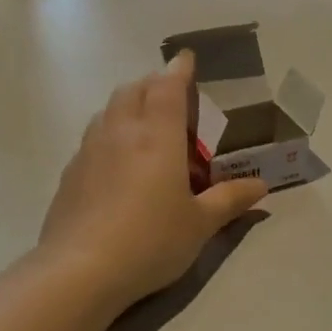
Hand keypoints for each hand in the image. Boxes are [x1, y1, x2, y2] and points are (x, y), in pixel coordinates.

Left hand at [39, 51, 267, 306]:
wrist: (80, 271)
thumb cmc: (151, 241)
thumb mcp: (200, 224)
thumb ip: (230, 200)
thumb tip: (261, 186)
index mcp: (157, 136)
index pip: (167, 87)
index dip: (179, 70)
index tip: (186, 59)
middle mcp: (120, 132)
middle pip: (133, 90)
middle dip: (153, 84)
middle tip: (172, 98)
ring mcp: (89, 151)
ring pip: (108, 111)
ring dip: (128, 106)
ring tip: (146, 127)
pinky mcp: (70, 174)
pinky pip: (93, 138)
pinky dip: (110, 134)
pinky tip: (119, 165)